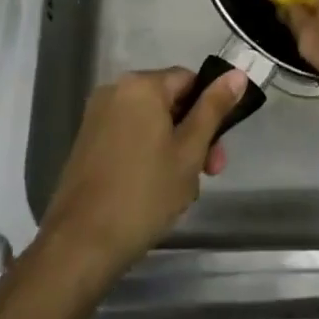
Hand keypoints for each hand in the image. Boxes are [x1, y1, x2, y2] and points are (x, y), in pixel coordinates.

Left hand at [38, 67, 247, 278]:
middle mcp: (115, 91)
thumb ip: (213, 108)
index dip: (210, 111)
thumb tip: (237, 73)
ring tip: (179, 192)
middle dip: (193, 135)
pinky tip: (153, 191)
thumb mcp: (190, 151)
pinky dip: (146, 154)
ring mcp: (97, 117)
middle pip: (169, 101)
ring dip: (172, 148)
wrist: (81, 244)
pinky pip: (129, 136)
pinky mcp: (86, 142)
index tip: (218, 151)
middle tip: (207, 175)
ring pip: (150, 122)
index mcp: (141, 85)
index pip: (189, 80)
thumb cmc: (144, 194)